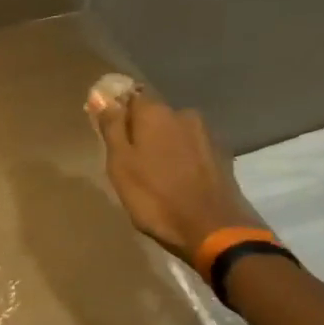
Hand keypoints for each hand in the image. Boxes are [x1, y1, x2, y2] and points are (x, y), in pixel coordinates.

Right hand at [87, 87, 263, 264]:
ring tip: (154, 174)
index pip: (130, 97)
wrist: (211, 228)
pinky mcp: (221, 155)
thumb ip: (111, 127)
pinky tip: (177, 180)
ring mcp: (206, 134)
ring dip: (163, 146)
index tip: (109, 134)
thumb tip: (102, 97)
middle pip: (154, 115)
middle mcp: (183, 114)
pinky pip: (191, 149)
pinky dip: (182, 159)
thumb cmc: (154, 196)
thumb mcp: (120, 164)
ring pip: (174, 132)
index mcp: (155, 112)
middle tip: (130, 161)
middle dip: (141, 131)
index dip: (117, 113)